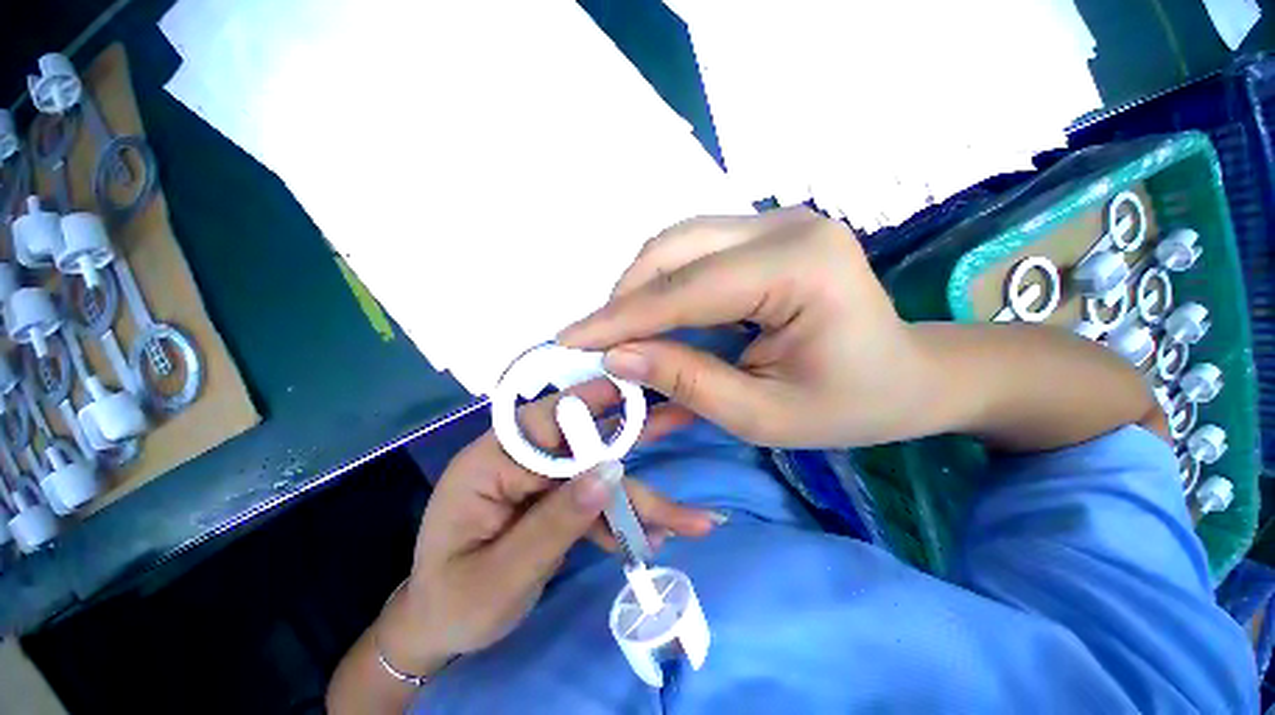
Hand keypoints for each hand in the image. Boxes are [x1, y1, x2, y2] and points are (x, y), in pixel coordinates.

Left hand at [379, 379, 717, 672]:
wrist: (441, 631)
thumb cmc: (455, 604)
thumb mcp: (501, 575)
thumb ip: (556, 522)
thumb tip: (610, 472)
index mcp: (491, 462)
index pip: (547, 419)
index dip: (594, 402)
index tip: (638, 388)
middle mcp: (520, 461)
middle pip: (585, 443)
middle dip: (635, 438)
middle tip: (681, 418)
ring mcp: (541, 482)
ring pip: (599, 477)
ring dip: (641, 497)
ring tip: (691, 517)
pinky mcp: (556, 502)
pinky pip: (596, 503)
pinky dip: (624, 520)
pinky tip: (655, 538)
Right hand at [558, 207, 932, 448]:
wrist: (906, 376)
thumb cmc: (847, 405)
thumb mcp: (762, 414)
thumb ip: (687, 382)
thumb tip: (616, 359)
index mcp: (801, 267)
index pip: (686, 289)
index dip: (621, 318)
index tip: (570, 339)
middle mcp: (785, 226)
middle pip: (675, 249)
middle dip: (626, 298)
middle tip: (597, 341)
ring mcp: (776, 223)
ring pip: (678, 245)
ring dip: (641, 290)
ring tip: (622, 334)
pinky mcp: (765, 235)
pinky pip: (695, 254)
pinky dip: (665, 288)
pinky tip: (654, 320)